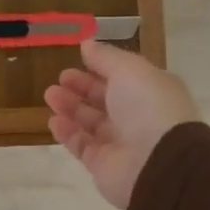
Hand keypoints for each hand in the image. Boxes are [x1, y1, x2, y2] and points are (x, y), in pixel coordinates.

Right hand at [45, 42, 200, 209]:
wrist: (158, 163)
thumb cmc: (148, 107)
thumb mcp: (129, 70)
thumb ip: (105, 57)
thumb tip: (86, 44)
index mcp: (150, 92)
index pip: (122, 78)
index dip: (99, 69)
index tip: (77, 60)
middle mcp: (137, 117)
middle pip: (104, 100)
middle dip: (81, 88)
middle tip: (59, 79)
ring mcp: (120, 143)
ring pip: (90, 122)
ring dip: (70, 108)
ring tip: (50, 96)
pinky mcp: (104, 166)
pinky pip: (82, 146)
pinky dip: (68, 133)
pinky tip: (54, 121)